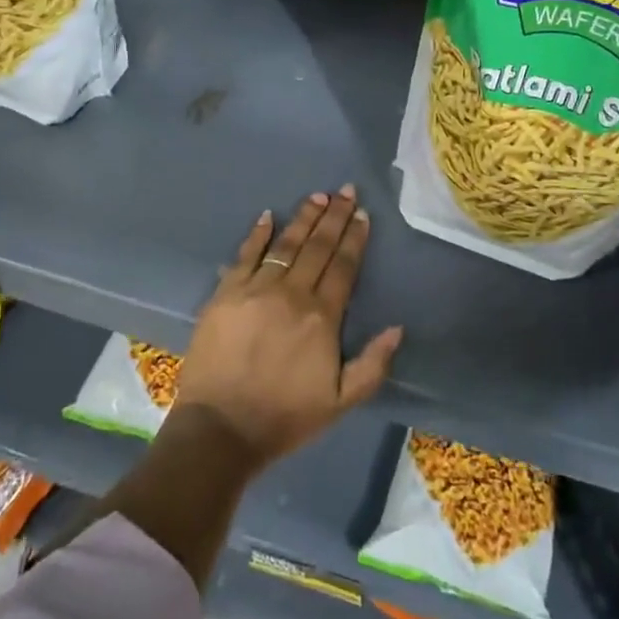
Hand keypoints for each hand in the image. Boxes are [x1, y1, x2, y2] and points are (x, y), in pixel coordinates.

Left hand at [175, 186, 403, 470]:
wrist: (221, 428)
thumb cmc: (285, 417)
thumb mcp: (342, 402)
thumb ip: (373, 364)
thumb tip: (397, 328)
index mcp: (322, 317)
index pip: (343, 266)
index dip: (354, 238)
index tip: (362, 214)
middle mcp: (292, 294)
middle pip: (317, 247)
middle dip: (334, 216)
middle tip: (345, 190)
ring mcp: (255, 289)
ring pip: (285, 244)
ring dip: (303, 218)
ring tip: (317, 196)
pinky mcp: (225, 293)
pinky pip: (245, 255)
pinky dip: (257, 234)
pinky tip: (267, 215)